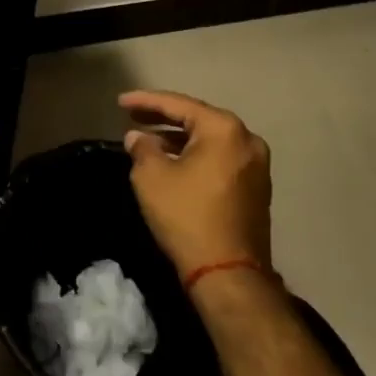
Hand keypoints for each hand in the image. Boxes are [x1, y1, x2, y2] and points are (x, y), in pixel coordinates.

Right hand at [121, 90, 272, 287]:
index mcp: (224, 129)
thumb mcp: (151, 177)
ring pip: (209, 141)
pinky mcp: (256, 189)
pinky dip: (195, 156)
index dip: (145, 101)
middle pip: (197, 119)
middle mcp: (246, 140)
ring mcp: (256, 166)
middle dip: (163, 118)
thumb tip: (138, 138)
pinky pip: (219, 159)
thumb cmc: (187, 216)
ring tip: (147, 140)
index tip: (120, 101)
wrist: (229, 275)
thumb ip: (142, 148)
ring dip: (178, 139)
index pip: (178, 104)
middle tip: (132, 116)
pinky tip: (172, 161)